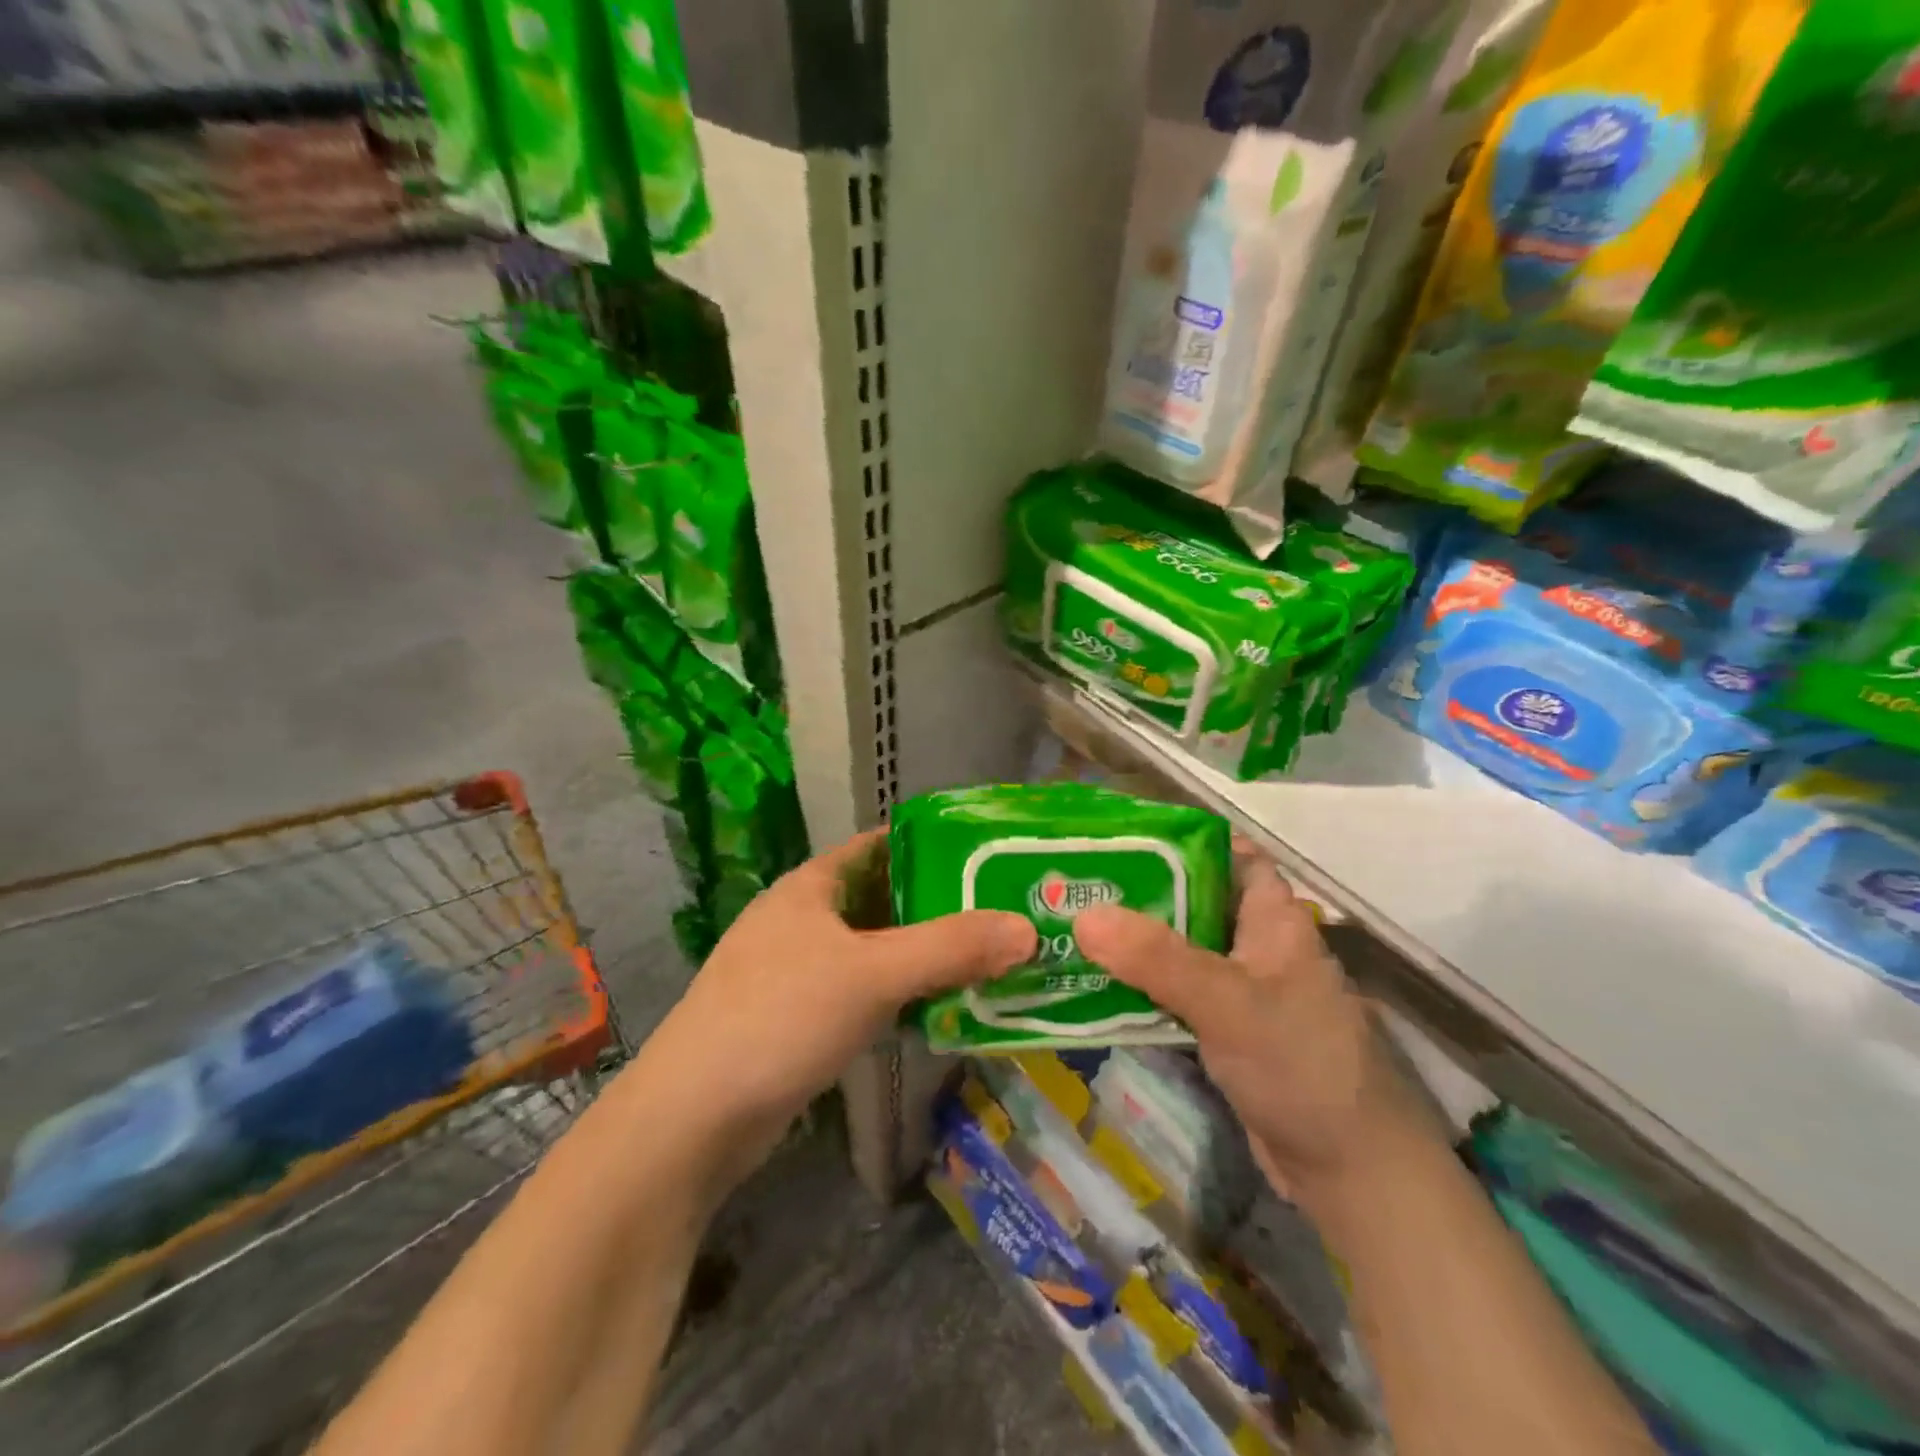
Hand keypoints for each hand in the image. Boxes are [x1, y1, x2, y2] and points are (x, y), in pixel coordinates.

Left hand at [647, 830, 1035, 1182]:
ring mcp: (795, 970)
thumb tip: (1027, 928)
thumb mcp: (873, 974)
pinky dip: (899, 996)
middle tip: (1003, 915)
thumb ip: (950, 949)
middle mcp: (802, 919)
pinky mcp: (796, 1019)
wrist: (691, 1119)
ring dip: (922, 957)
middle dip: (939, 907)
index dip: (933, 845)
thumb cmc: (781, 1017)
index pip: (881, 845)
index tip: (989, 857)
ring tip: (987, 960)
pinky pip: (861, 992)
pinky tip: (938, 1011)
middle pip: (883, 899)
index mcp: (811, 886)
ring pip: (874, 950)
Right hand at [1073, 844, 1436, 1210]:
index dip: (1176, 838)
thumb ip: (1157, 958)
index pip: (1225, 853)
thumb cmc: (1301, 1065)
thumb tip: (1083, 914)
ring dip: (1132, 943)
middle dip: (1137, 892)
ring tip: (1069, 927)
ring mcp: (1240, 990)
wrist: (1352, 1173)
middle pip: (1191, 901)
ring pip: (1178, 950)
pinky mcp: (1225, 1031)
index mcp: (1271, 917)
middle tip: (1074, 883)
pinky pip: (1174, 995)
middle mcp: (1255, 943)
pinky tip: (1094, 985)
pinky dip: (1140, 988)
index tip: (1117, 836)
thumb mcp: (1228, 1001)